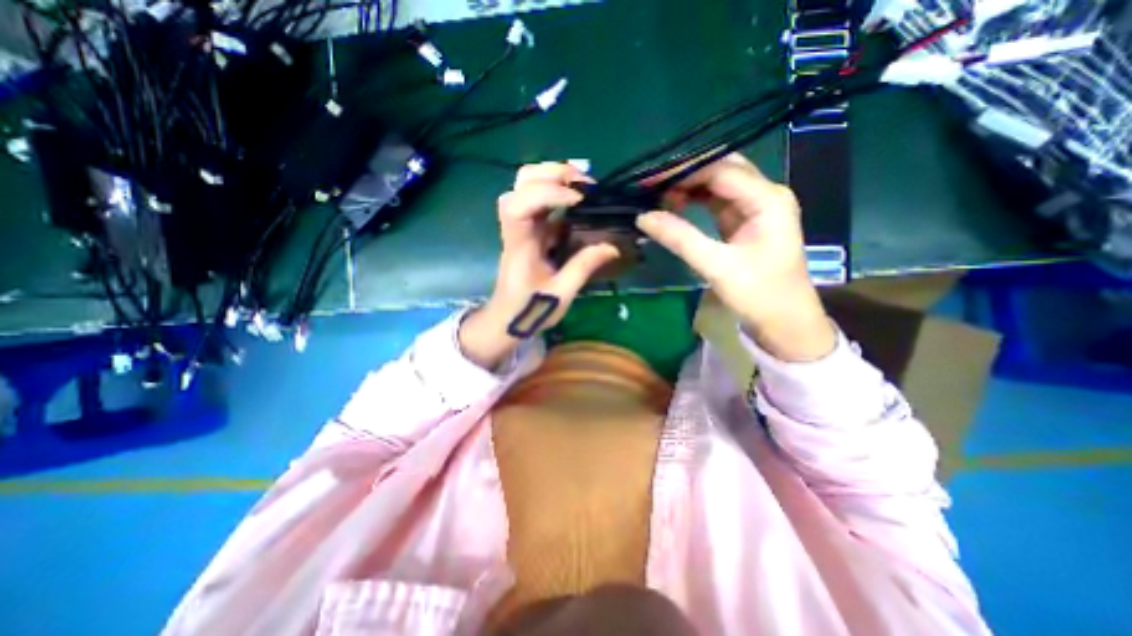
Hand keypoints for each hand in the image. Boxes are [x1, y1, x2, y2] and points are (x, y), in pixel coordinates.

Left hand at [460, 164, 616, 370]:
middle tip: (584, 184)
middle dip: (552, 174)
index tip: (577, 201)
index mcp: (519, 245)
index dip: (546, 194)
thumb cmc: (528, 310)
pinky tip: (577, 199)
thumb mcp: (560, 294)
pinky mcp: (530, 230)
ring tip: (582, 186)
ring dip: (553, 177)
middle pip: (520, 183)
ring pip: (526, 185)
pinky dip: (557, 191)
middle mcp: (516, 228)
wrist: (506, 318)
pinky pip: (539, 200)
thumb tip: (612, 246)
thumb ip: (583, 267)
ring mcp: (522, 227)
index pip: (518, 206)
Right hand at [633, 154, 834, 361]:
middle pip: (722, 170)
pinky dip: (695, 202)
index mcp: (767, 199)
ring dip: (689, 188)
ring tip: (658, 196)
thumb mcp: (717, 266)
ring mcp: (755, 208)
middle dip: (686, 175)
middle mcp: (764, 195)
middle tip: (652, 185)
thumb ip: (680, 238)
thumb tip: (643, 217)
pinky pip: (716, 202)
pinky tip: (675, 206)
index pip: (720, 171)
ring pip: (718, 185)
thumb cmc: (759, 294)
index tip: (651, 180)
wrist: (785, 323)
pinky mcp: (744, 222)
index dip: (684, 172)